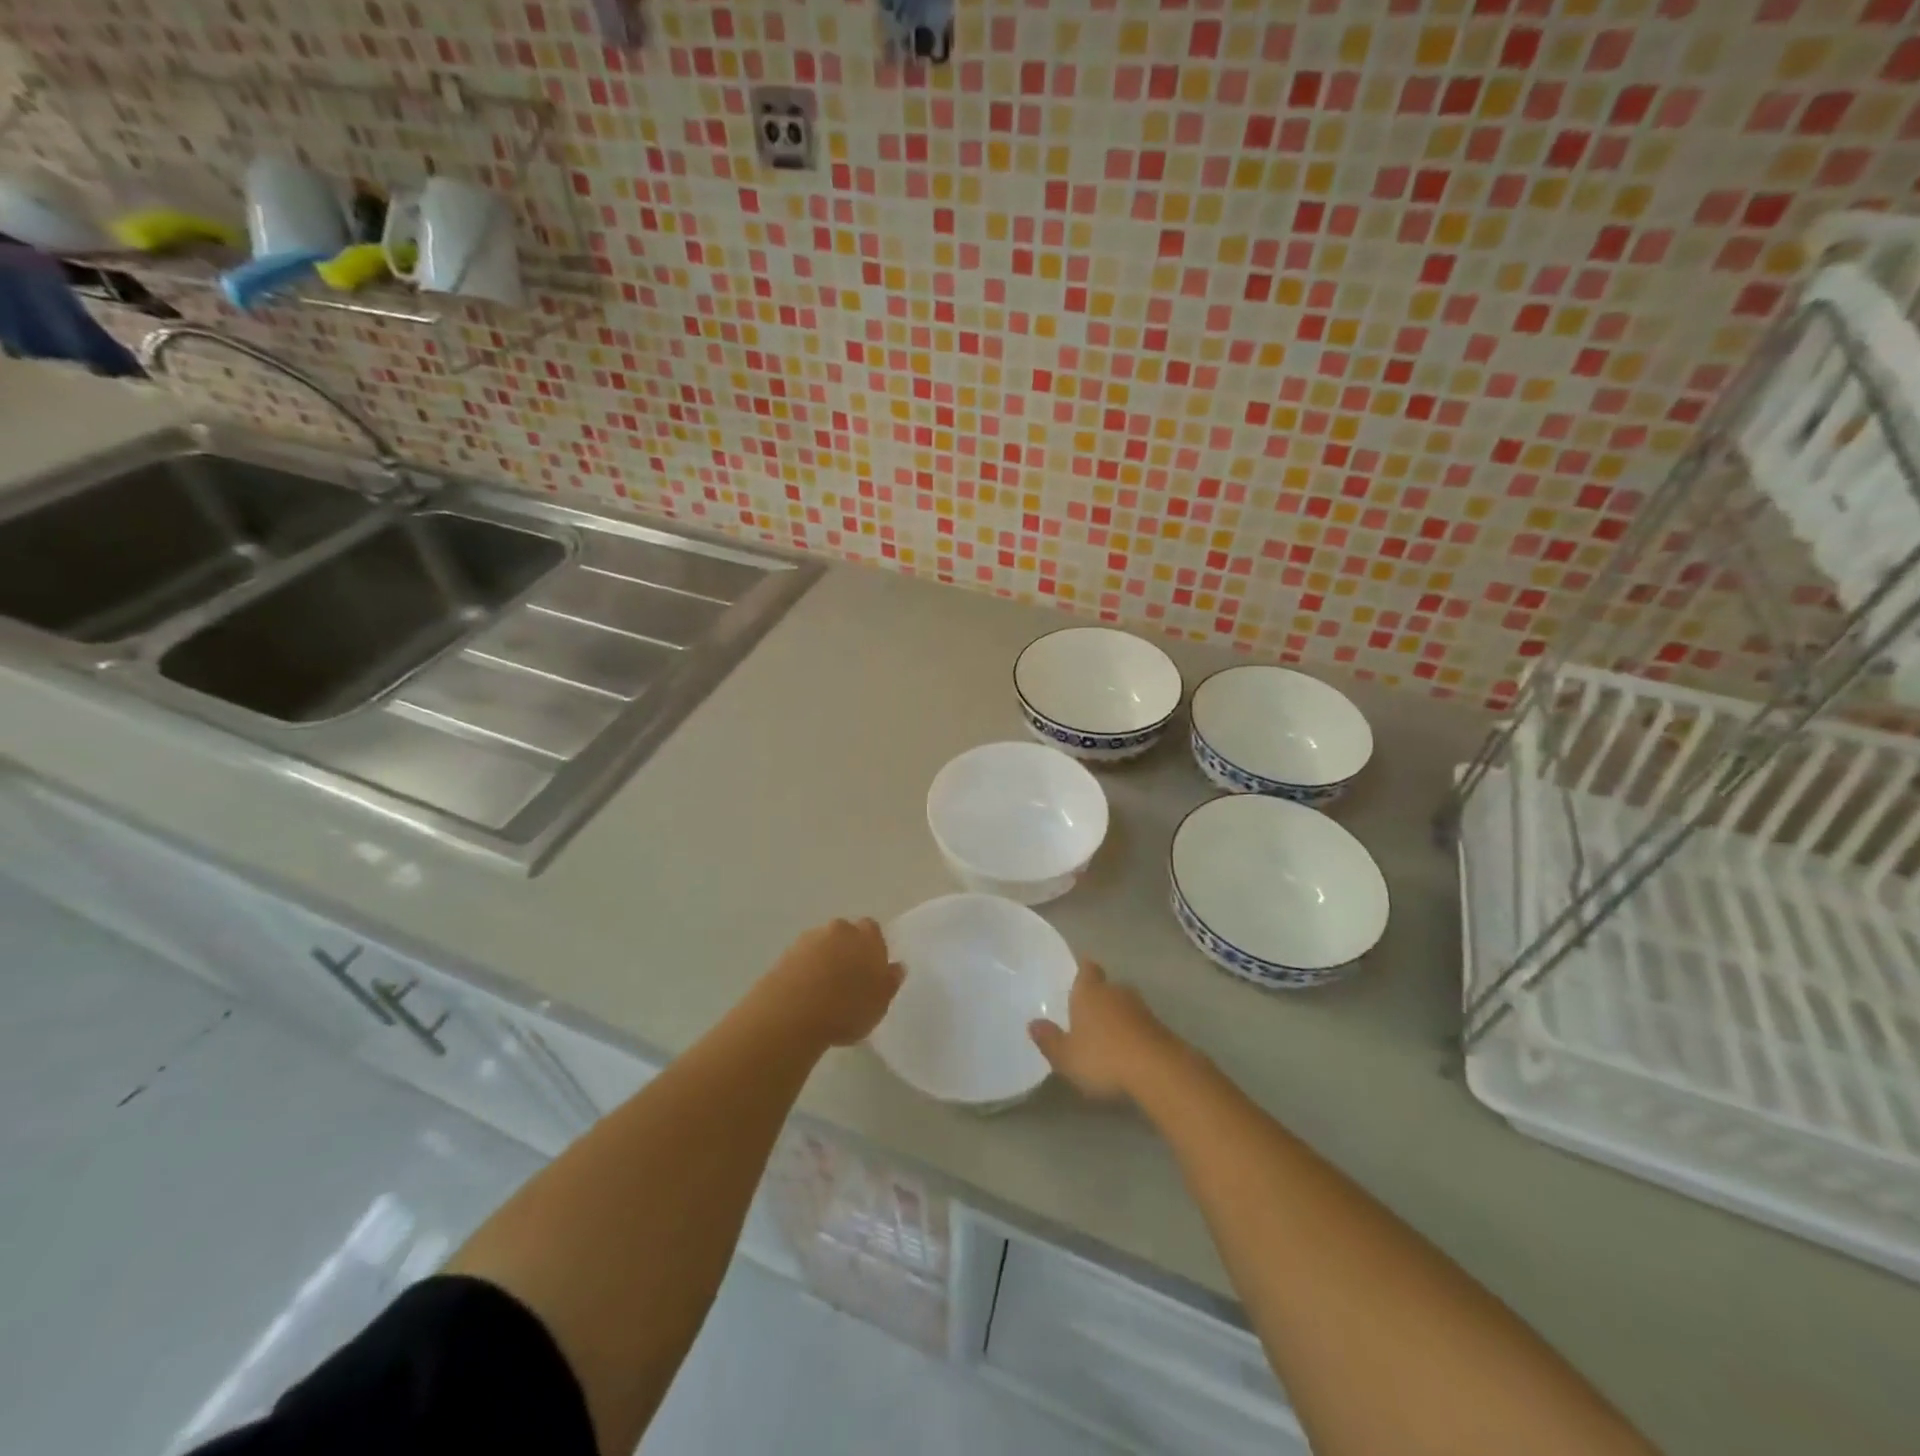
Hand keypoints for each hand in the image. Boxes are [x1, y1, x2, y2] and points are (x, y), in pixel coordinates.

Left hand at [758, 917, 904, 1048]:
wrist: (792, 1013)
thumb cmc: (846, 1008)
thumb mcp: (879, 1003)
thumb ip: (890, 982)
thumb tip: (897, 967)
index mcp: (867, 937)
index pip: (872, 930)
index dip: (872, 948)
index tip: (870, 971)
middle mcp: (839, 930)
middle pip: (845, 934)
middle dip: (846, 950)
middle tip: (847, 981)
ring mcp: (809, 939)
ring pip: (822, 944)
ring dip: (824, 960)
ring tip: (822, 991)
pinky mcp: (785, 954)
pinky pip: (802, 958)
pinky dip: (805, 970)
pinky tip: (804, 995)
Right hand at [1029, 960, 1176, 1102]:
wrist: (1158, 1070)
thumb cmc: (1102, 1057)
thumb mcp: (1066, 1056)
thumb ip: (1049, 1040)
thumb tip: (1032, 1023)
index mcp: (1089, 991)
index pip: (1086, 969)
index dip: (1083, 970)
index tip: (1078, 974)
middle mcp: (1115, 991)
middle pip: (1106, 986)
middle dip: (1098, 997)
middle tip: (1086, 1014)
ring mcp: (1141, 1008)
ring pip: (1124, 1005)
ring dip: (1117, 1016)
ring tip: (1105, 1036)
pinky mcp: (1160, 1027)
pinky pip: (1139, 1024)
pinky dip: (1132, 1033)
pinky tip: (1126, 1051)